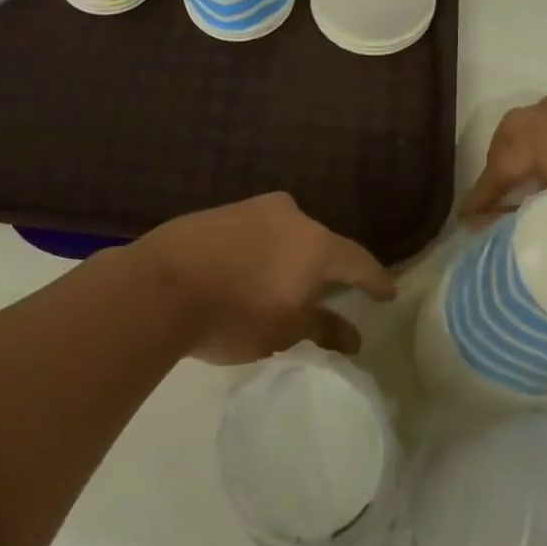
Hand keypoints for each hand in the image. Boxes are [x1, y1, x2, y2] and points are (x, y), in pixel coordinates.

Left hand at [135, 192, 396, 363]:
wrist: (159, 285)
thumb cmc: (233, 313)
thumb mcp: (283, 331)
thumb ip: (322, 328)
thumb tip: (353, 337)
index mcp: (314, 243)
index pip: (358, 261)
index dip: (375, 281)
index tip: (387, 295)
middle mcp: (290, 216)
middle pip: (320, 244)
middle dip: (326, 269)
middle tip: (328, 295)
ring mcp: (252, 209)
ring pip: (285, 235)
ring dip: (289, 260)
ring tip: (283, 287)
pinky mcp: (220, 212)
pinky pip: (255, 233)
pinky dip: (261, 253)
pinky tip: (249, 273)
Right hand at [461, 96, 546, 234]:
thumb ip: (516, 215)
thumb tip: (481, 227)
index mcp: (538, 132)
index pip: (498, 166)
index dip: (480, 195)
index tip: (466, 219)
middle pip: (509, 137)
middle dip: (497, 165)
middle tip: (492, 199)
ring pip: (534, 126)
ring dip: (521, 152)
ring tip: (520, 185)